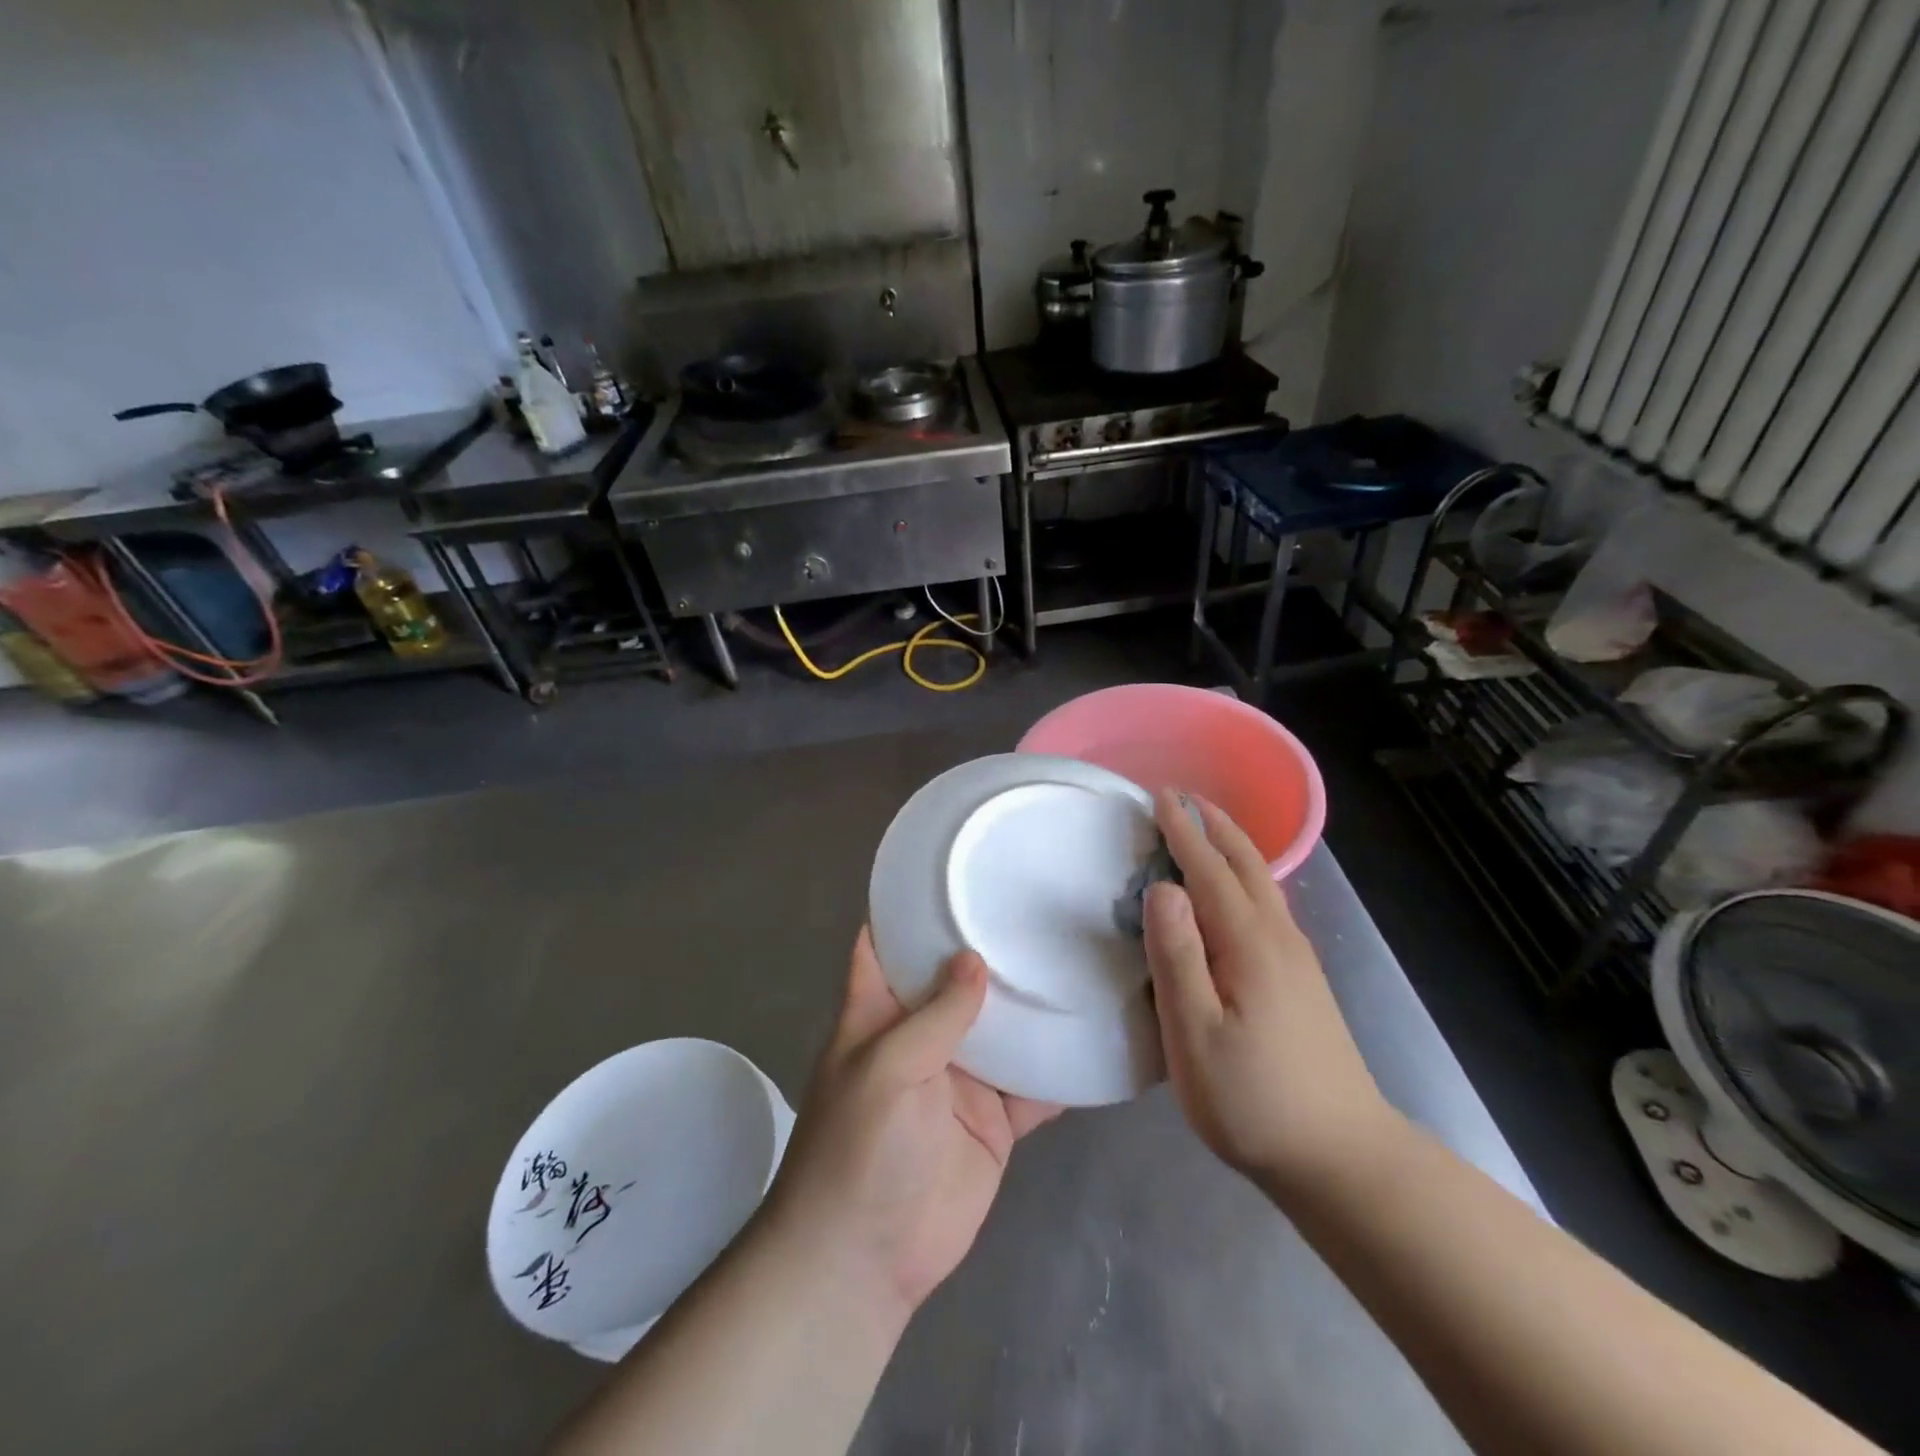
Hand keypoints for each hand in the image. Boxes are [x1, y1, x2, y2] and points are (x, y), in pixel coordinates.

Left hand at [762, 928, 1060, 1323]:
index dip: (909, 907)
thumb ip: (935, 1016)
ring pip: (1003, 1027)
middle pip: (957, 979)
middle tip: (1041, 901)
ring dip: (1032, 1002)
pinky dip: (1061, 1066)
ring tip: (1080, 954)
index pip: (886, 943)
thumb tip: (974, 958)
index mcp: (881, 1012)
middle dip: (990, 947)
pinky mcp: (995, 1119)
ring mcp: (962, 1077)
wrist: (867, 1261)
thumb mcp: (887, 1069)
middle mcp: (922, 1034)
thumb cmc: (859, 1149)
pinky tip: (1099, 1033)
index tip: (952, 868)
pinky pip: (1034, 1085)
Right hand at [1142, 789, 1399, 1197]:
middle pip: (1245, 864)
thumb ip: (1176, 955)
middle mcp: (1278, 937)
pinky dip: (1243, 877)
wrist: (1343, 1159)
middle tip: (1181, 797)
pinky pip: (1267, 904)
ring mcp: (1296, 959)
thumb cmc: (1254, 1100)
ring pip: (1261, 883)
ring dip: (1230, 847)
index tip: (1160, 795)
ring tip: (1203, 828)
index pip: (1208, 869)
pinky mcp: (1302, 980)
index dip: (1182, 831)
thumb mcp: (1195, 1033)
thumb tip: (1162, 887)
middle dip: (1213, 825)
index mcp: (1248, 942)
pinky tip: (1235, 892)